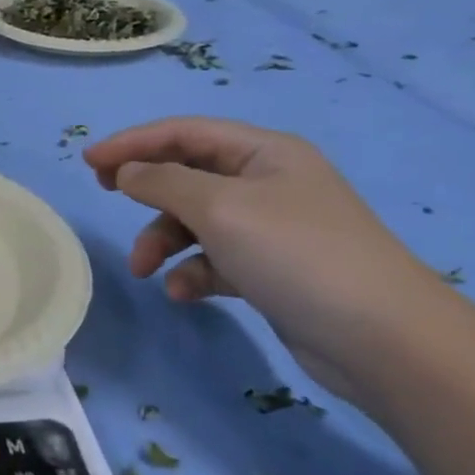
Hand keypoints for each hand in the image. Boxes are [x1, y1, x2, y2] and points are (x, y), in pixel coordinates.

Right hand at [83, 117, 439, 403]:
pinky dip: (192, 271)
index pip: (184, 132)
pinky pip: (214, 259)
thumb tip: (126, 172)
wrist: (386, 341)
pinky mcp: (271, 271)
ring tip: (144, 270)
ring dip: (162, 241)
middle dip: (146, 191)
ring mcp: (271, 228)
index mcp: (264, 153)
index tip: (88, 163)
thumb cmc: (297, 254)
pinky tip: (184, 293)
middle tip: (105, 197)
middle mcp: (267, 183)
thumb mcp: (219, 208)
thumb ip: (162, 182)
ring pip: (195, 220)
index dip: (132, 142)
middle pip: (187, 174)